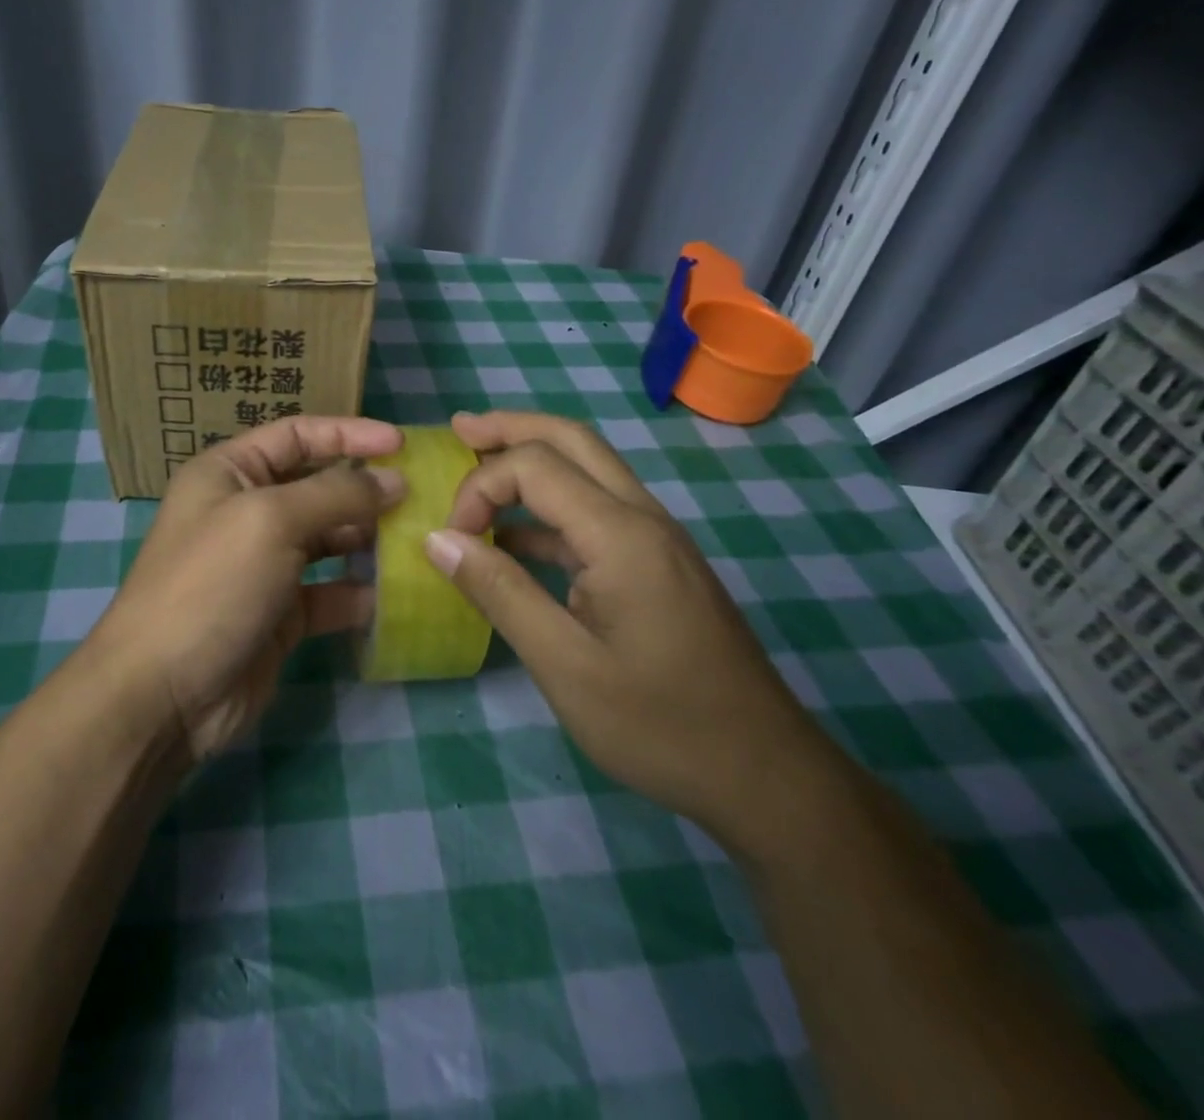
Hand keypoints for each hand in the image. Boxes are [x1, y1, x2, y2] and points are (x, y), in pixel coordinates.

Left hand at [85, 417, 404, 761]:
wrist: (163, 695)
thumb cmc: (211, 585)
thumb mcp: (271, 521)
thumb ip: (337, 494)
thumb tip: (394, 482)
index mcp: (229, 473)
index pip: (297, 435)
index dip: (349, 433)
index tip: (402, 445)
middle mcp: (246, 512)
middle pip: (317, 486)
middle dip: (365, 488)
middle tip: (421, 496)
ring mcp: (264, 565)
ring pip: (328, 539)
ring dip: (368, 538)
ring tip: (417, 538)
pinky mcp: (281, 614)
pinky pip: (330, 591)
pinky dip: (360, 591)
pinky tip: (395, 593)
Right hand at [423, 411, 838, 854]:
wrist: (765, 774)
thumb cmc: (660, 725)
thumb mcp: (564, 665)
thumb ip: (499, 592)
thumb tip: (438, 539)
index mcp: (620, 534)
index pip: (533, 466)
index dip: (479, 487)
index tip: (451, 541)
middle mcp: (642, 517)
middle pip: (570, 439)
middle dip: (509, 428)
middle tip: (457, 430)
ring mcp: (656, 538)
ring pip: (588, 468)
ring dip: (531, 460)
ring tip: (477, 466)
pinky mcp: (658, 563)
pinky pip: (597, 511)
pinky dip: (549, 507)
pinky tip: (515, 538)